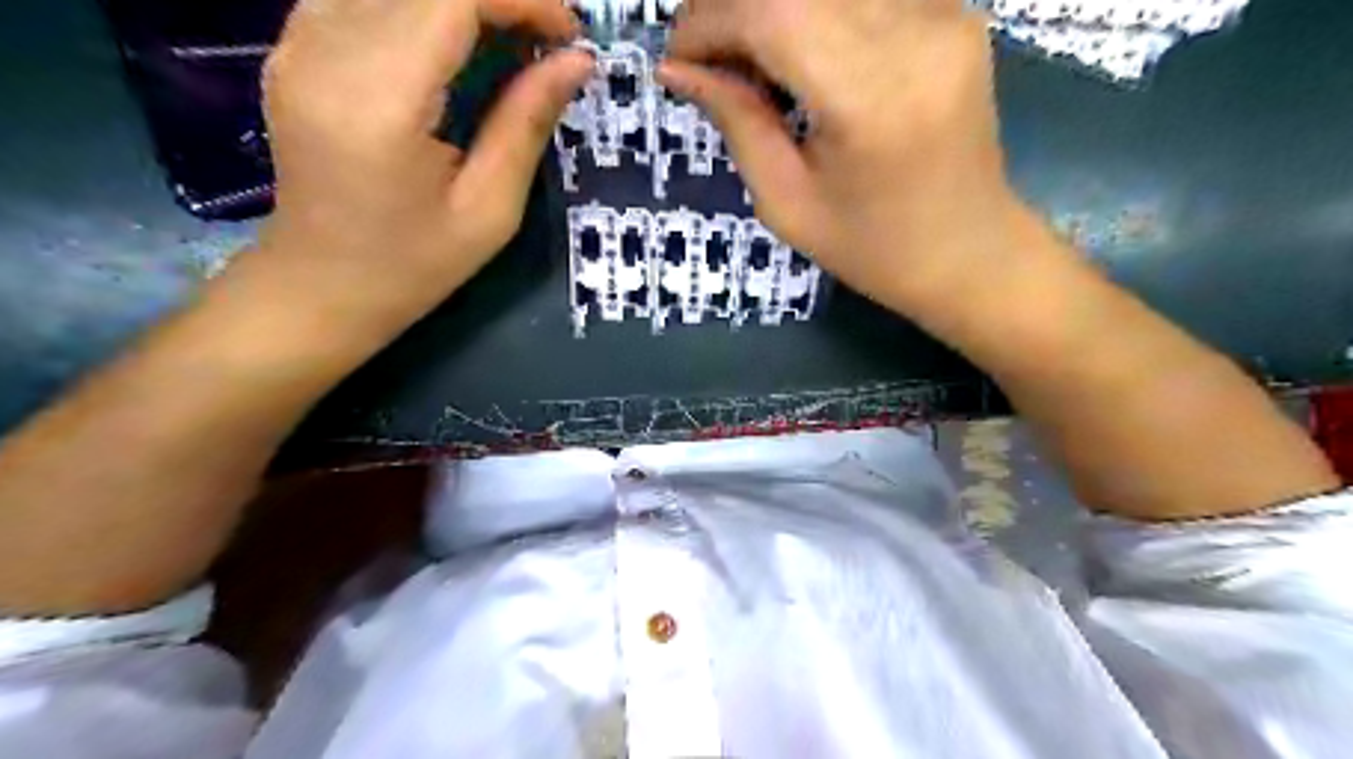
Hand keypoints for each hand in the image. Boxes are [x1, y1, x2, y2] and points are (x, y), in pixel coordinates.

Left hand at [257, 1, 592, 330]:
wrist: (322, 284)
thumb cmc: (415, 263)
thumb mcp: (490, 209)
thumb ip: (526, 124)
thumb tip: (577, 61)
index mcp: (379, 102)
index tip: (568, 35)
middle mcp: (325, 52)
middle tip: (547, 43)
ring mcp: (298, 41)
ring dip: (463, 2)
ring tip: (509, 42)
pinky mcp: (293, 44)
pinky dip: (423, 9)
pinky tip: (455, 44)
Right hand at [661, 1, 1033, 313]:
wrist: (968, 253)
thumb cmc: (872, 248)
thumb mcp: (787, 204)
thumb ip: (737, 123)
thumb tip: (679, 68)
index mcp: (871, 99)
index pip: (773, 13)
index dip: (710, 21)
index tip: (677, 58)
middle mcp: (917, 35)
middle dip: (733, 9)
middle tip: (706, 56)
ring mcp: (945, 15)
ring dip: (772, 11)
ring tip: (749, 59)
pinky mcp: (954, 13)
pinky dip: (814, 12)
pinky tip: (798, 53)